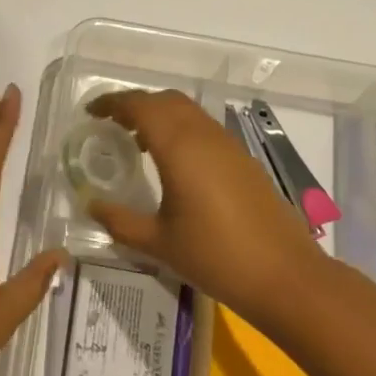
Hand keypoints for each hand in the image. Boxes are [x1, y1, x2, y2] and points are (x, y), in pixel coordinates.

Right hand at [86, 89, 327, 323]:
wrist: (284, 275)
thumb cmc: (215, 256)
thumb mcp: (158, 243)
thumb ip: (120, 220)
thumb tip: (91, 204)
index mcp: (179, 147)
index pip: (140, 106)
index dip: (113, 103)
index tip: (91, 112)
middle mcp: (204, 136)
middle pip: (165, 100)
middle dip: (136, 105)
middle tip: (111, 124)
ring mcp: (229, 146)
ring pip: (188, 112)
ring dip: (160, 116)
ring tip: (137, 142)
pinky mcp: (244, 160)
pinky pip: (204, 129)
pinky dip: (181, 130)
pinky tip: (173, 164)